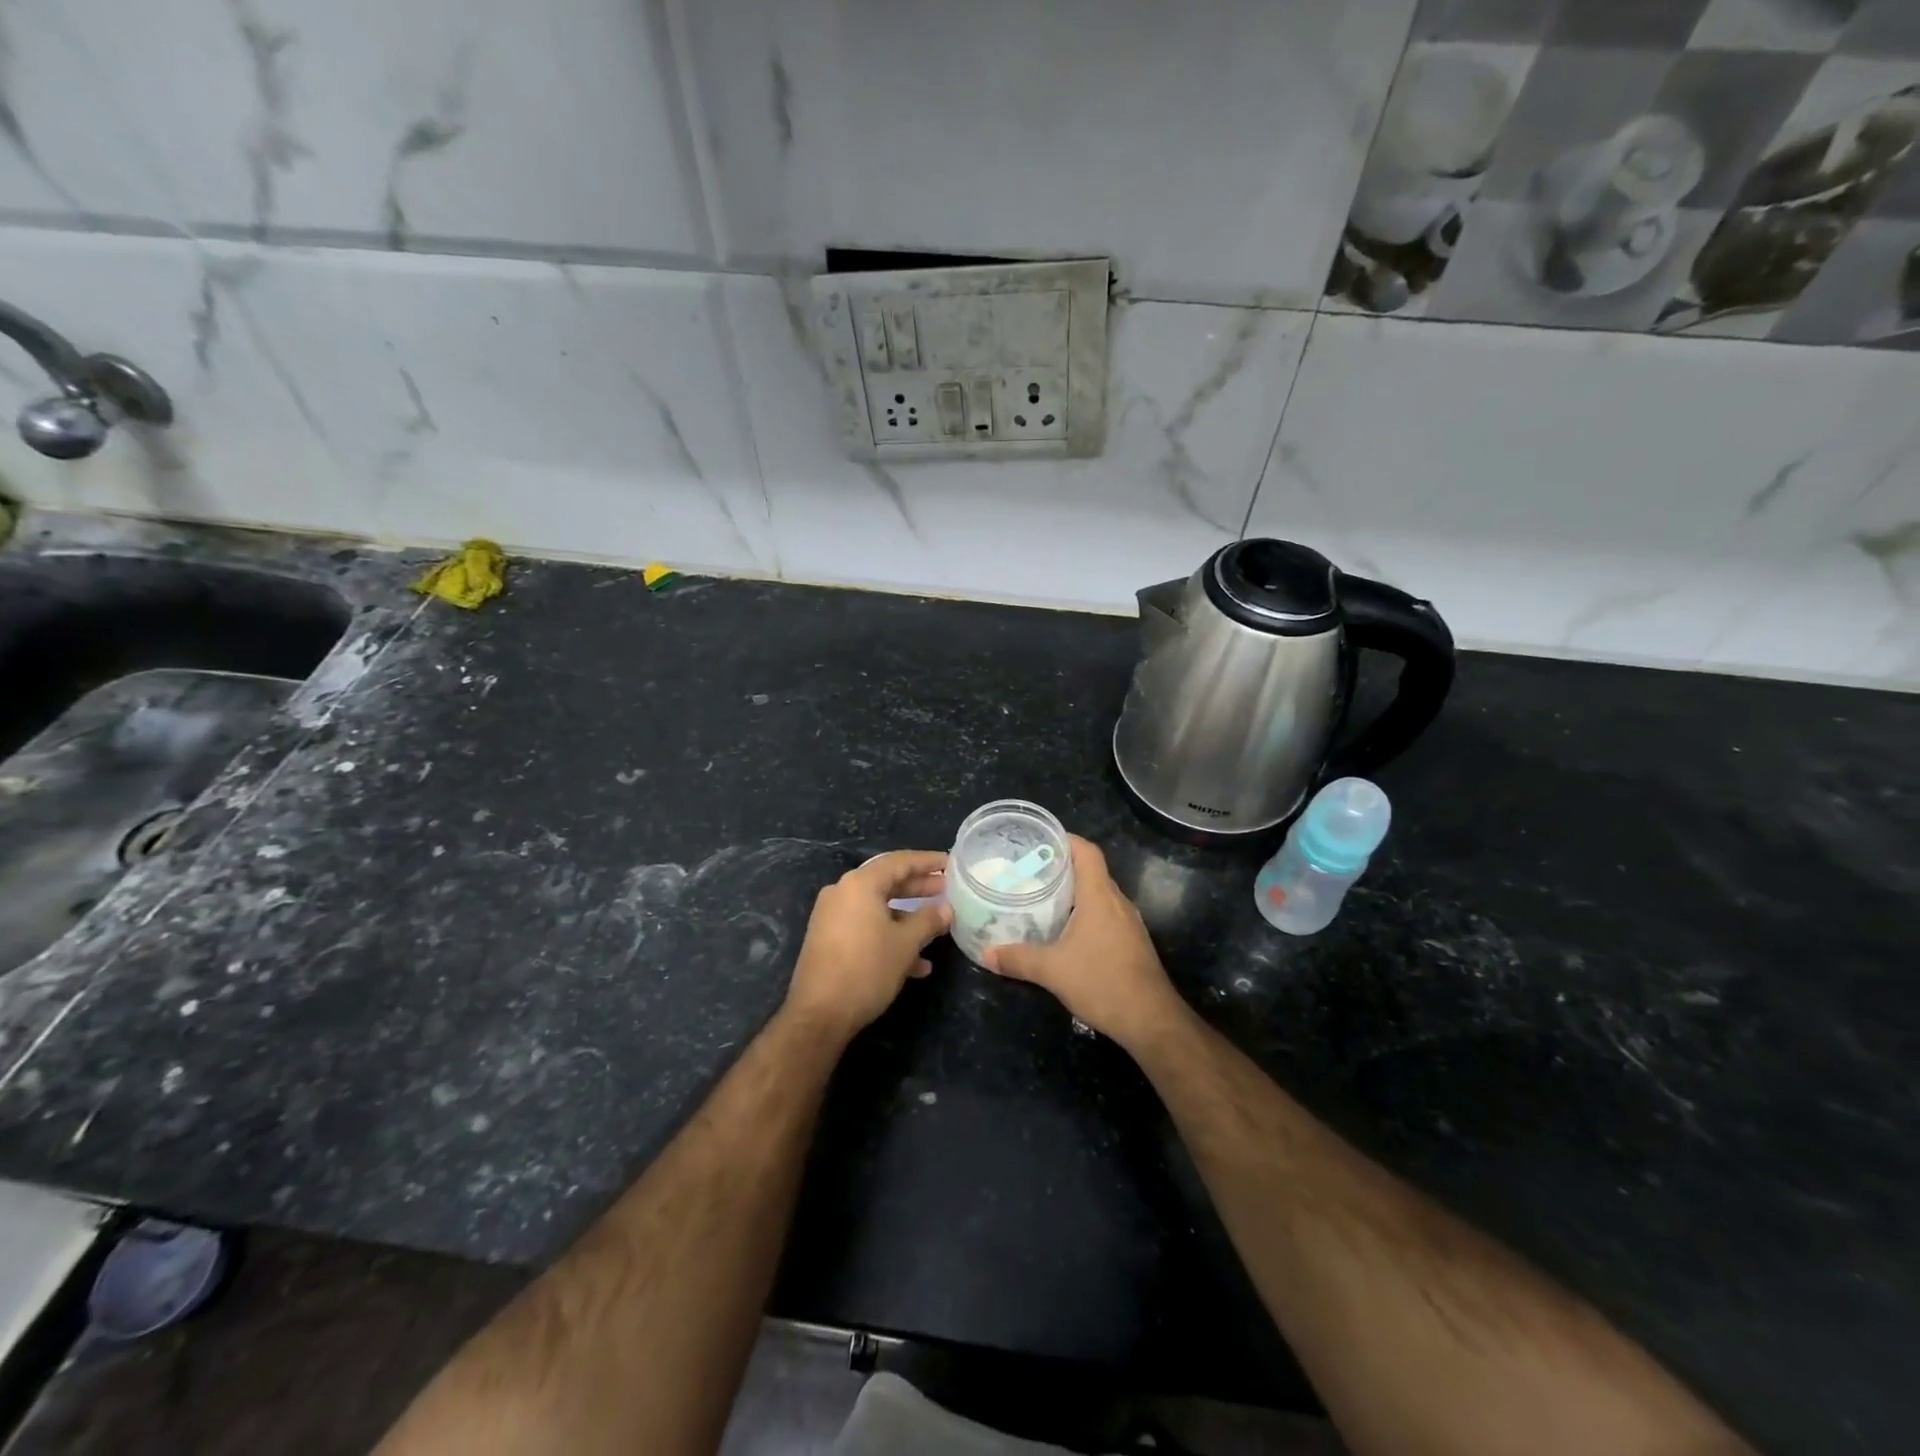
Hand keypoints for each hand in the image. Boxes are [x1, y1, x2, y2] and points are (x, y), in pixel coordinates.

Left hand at [783, 850, 951, 1039]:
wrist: (819, 1015)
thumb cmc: (866, 970)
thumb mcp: (905, 944)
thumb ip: (928, 920)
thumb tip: (946, 909)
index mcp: (860, 884)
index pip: (899, 861)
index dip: (927, 861)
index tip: (950, 863)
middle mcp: (842, 893)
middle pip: (887, 882)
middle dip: (919, 888)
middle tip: (947, 890)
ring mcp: (832, 916)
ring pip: (878, 907)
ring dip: (907, 917)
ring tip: (937, 926)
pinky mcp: (828, 938)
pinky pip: (865, 926)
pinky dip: (889, 935)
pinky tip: (916, 964)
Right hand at [983, 836, 1182, 1049]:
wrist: (1151, 1020)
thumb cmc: (1102, 982)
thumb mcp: (1052, 970)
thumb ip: (1018, 958)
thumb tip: (986, 953)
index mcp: (1100, 896)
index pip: (1087, 852)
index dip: (1066, 839)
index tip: (1039, 840)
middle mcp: (1117, 902)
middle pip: (1092, 871)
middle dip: (1062, 866)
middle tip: (1029, 871)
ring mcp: (1128, 923)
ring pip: (1099, 895)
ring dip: (1074, 892)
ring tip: (1042, 897)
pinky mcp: (1132, 943)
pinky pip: (1105, 915)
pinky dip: (1084, 913)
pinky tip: (1065, 931)